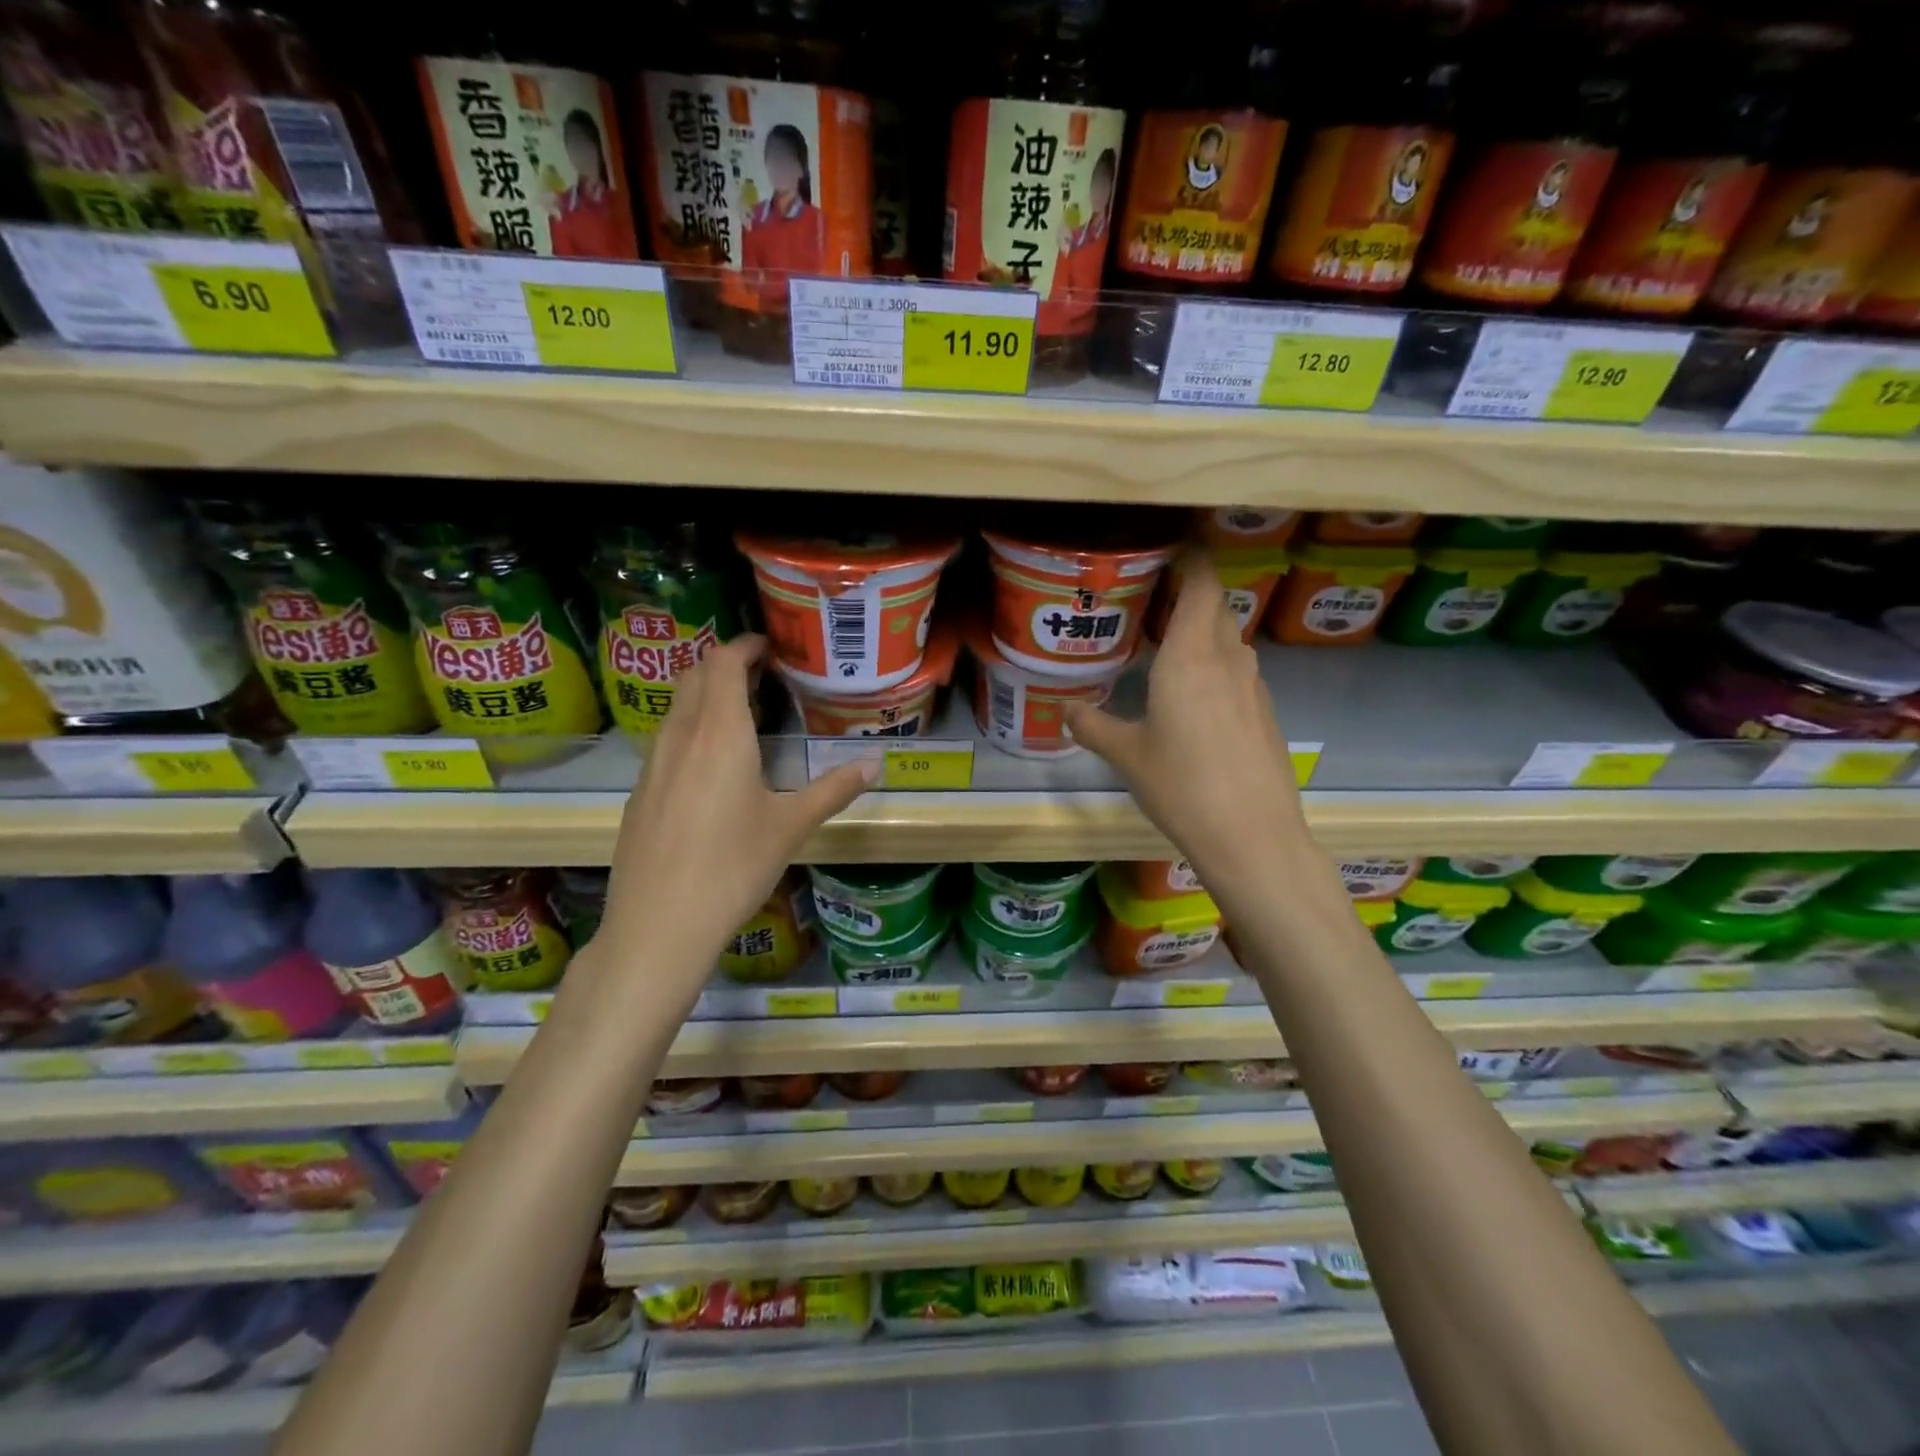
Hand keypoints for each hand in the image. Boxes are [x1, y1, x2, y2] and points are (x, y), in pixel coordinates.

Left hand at [597, 636, 874, 995]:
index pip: (723, 663)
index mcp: (720, 734)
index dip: (745, 646)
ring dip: (707, 696)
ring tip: (744, 716)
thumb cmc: (732, 868)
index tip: (771, 648)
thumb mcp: (791, 827)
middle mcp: (681, 737)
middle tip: (764, 678)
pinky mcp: (640, 791)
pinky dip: (691, 728)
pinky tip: (713, 766)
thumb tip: (876, 764)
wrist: (658, 925)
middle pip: (695, 676)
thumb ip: (834, 789)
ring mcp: (653, 764)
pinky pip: (667, 739)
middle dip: (727, 665)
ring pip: (678, 708)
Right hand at [1064, 552, 1309, 898]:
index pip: (1200, 583)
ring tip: (1167, 648)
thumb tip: (1065, 711)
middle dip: (1189, 594)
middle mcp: (1227, 659)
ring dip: (1203, 632)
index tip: (1168, 549)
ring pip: (1229, 639)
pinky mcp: (1265, 713)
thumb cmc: (1182, 785)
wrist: (1252, 835)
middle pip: (1215, 606)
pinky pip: (1238, 672)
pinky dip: (1217, 666)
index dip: (1190, 558)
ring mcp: (1253, 686)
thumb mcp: (1127, 755)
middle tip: (1152, 600)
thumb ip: (1093, 726)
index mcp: (1189, 656)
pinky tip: (1195, 698)